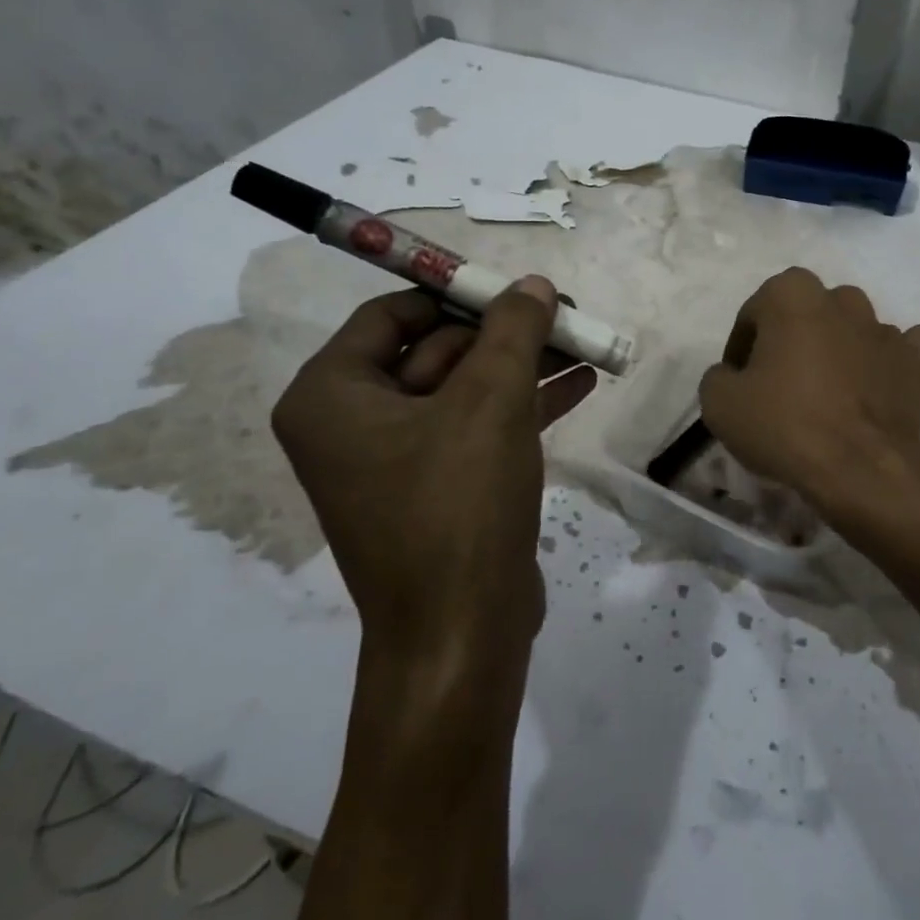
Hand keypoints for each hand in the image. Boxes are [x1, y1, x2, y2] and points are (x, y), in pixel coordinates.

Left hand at [272, 277, 596, 720]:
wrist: (463, 635)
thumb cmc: (459, 505)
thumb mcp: (491, 402)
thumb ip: (513, 331)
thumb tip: (533, 284)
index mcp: (333, 395)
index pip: (393, 314)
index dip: (458, 293)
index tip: (517, 288)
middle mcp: (352, 423)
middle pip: (436, 350)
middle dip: (506, 334)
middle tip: (568, 316)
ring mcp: (396, 460)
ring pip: (465, 389)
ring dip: (525, 366)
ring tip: (587, 344)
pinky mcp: (437, 488)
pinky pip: (478, 426)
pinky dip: (525, 404)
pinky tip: (581, 384)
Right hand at [698, 268, 919, 553]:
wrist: (861, 467)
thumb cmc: (785, 424)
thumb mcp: (719, 403)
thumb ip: (719, 375)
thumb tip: (734, 376)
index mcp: (791, 294)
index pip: (754, 314)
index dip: (741, 348)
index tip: (739, 382)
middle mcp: (841, 299)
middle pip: (805, 315)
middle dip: (792, 340)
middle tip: (780, 384)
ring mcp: (885, 327)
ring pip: (852, 328)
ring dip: (838, 349)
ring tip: (827, 392)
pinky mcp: (918, 360)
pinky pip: (901, 349)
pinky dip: (887, 362)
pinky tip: (875, 385)